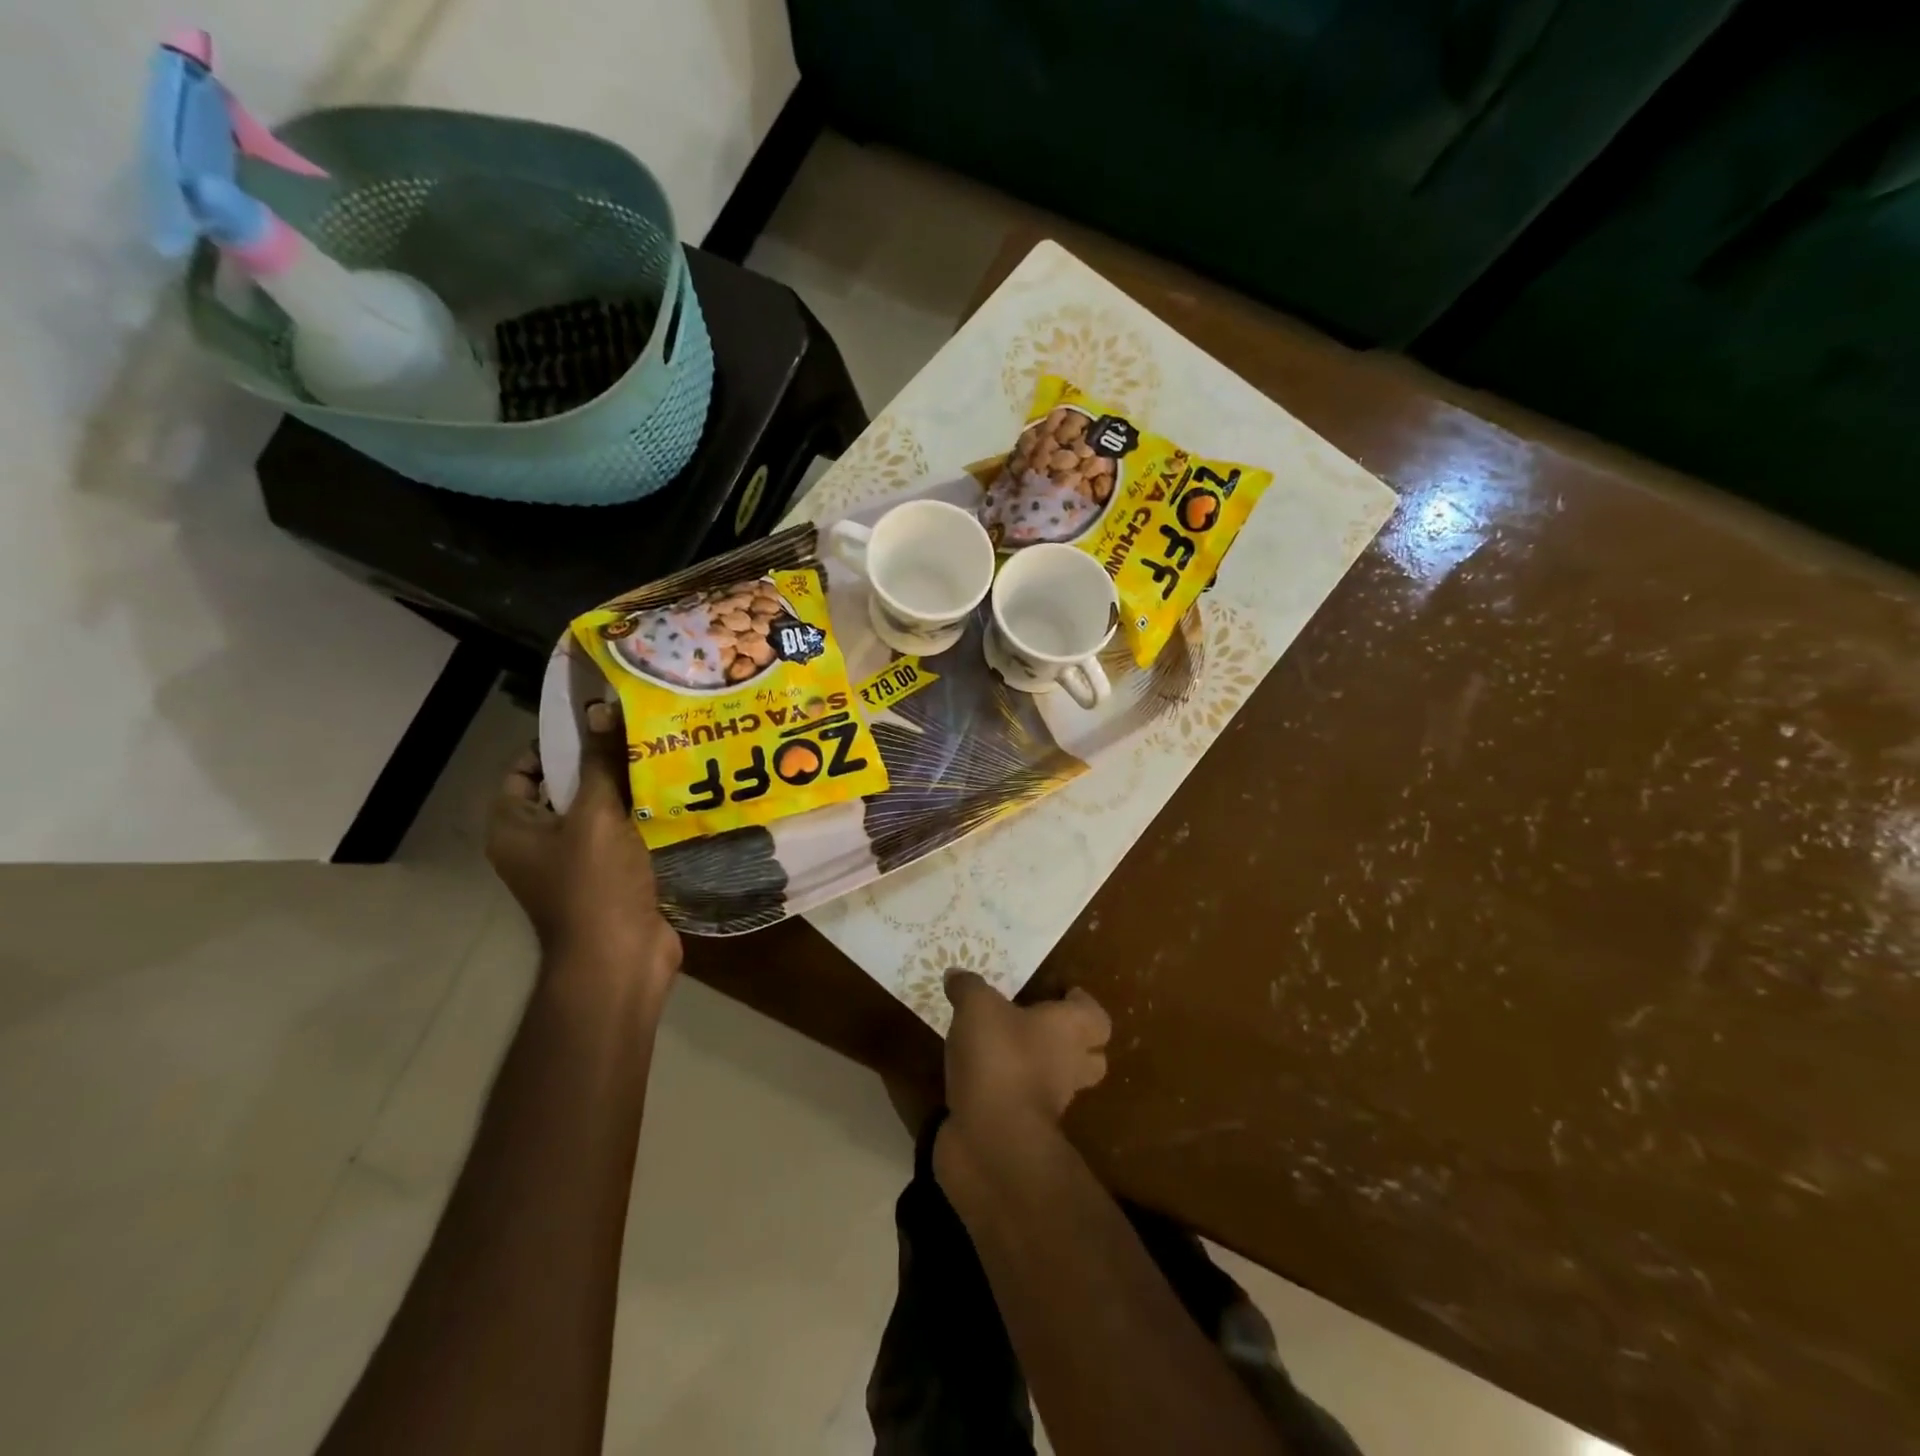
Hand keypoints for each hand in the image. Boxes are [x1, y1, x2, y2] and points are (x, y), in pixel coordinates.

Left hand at [487, 700, 681, 989]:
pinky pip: (624, 834)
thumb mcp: (596, 816)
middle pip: (567, 788)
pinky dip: (644, 816)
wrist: (619, 960)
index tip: (597, 721)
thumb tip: (601, 707)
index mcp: (515, 827)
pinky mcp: (611, 876)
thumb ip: (600, 762)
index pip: (524, 769)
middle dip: (601, 762)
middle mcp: (538, 843)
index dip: (554, 742)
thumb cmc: (594, 886)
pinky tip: (676, 795)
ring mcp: (576, 862)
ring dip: (628, 788)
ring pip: (601, 811)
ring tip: (664, 755)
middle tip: (640, 732)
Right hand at [942, 971, 1111, 1139]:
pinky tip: (977, 1079)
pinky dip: (1005, 1093)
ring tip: (1000, 1050)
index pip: (1096, 1017)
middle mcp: (1069, 1067)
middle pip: (1090, 1056)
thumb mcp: (977, 1007)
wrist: (992, 1140)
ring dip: (1036, 1069)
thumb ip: (968, 987)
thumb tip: (956, 975)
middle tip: (1037, 1025)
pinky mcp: (1023, 1130)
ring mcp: (1049, 1104)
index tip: (1062, 993)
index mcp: (1069, 1031)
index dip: (1081, 1004)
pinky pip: (1020, 1104)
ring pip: (1055, 1082)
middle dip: (1071, 1043)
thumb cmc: (999, 1058)